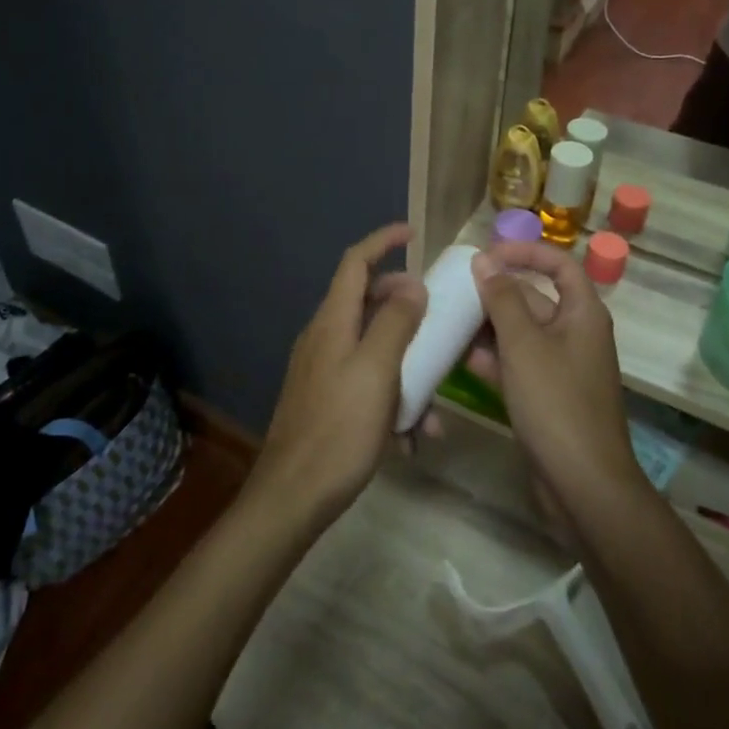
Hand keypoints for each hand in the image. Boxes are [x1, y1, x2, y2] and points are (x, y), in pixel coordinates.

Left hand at [254, 224, 426, 520]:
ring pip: (372, 348)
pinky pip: (366, 383)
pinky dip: (392, 398)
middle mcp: (323, 338)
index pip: (355, 263)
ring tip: (434, 402)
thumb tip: (411, 285)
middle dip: (403, 306)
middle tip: (435, 316)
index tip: (412, 233)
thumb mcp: (377, 370)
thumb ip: (396, 323)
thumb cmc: (340, 428)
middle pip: (366, 302)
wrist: (293, 495)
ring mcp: (322, 370)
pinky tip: (413, 437)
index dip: (382, 241)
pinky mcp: (325, 400)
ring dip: (405, 365)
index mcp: (332, 322)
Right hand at [464, 243, 644, 513]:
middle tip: (454, 290)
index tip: (487, 254)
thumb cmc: (556, 403)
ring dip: (489, 327)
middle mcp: (575, 334)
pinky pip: (517, 364)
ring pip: (521, 333)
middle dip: (496, 293)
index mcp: (583, 314)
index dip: (525, 252)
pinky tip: (461, 359)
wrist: (583, 485)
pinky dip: (493, 359)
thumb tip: (484, 260)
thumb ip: (502, 299)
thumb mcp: (524, 344)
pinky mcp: (546, 395)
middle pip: (535, 298)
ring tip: (450, 321)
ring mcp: (561, 367)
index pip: (559, 265)